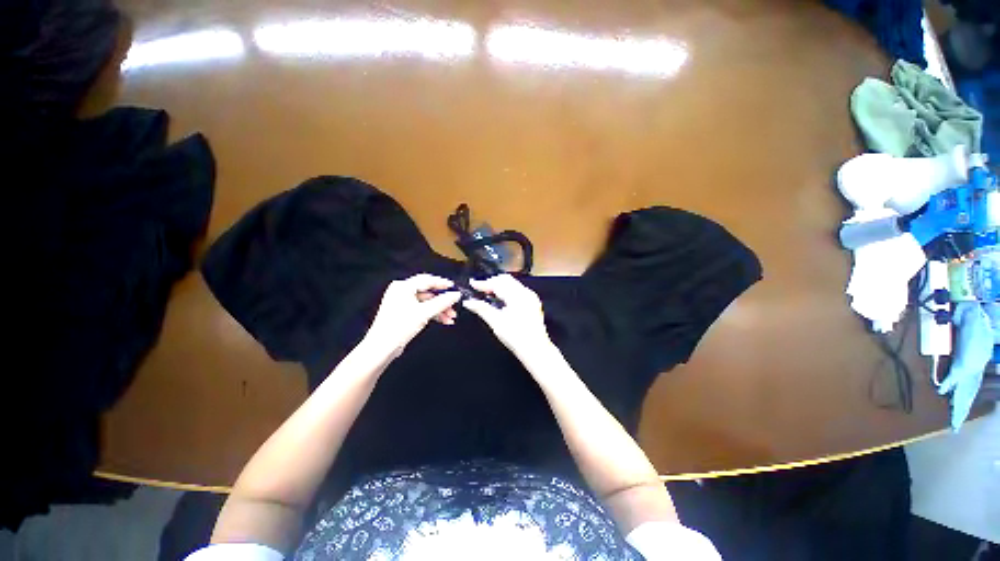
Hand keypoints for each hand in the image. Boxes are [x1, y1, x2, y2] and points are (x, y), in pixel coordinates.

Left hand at [363, 274, 460, 357]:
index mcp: (403, 287)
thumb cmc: (399, 327)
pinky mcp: (404, 312)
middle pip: (428, 292)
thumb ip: (442, 302)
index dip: (442, 283)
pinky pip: (422, 309)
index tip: (454, 287)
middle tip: (454, 306)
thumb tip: (456, 295)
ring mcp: (402, 302)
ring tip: (451, 317)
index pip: (427, 280)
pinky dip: (433, 314)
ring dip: (440, 309)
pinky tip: (443, 320)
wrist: (382, 347)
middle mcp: (401, 292)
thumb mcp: (424, 313)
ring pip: (427, 302)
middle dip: (443, 300)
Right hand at [462, 274, 553, 361]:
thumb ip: (482, 309)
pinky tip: (501, 299)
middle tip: (480, 288)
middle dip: (492, 282)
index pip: (497, 283)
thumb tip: (468, 302)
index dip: (483, 283)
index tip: (472, 283)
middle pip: (506, 280)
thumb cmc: (516, 337)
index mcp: (517, 296)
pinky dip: (508, 291)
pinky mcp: (533, 303)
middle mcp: (525, 293)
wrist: (535, 349)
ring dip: (500, 286)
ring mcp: (531, 297)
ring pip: (513, 283)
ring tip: (488, 293)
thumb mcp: (496, 322)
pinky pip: (518, 290)